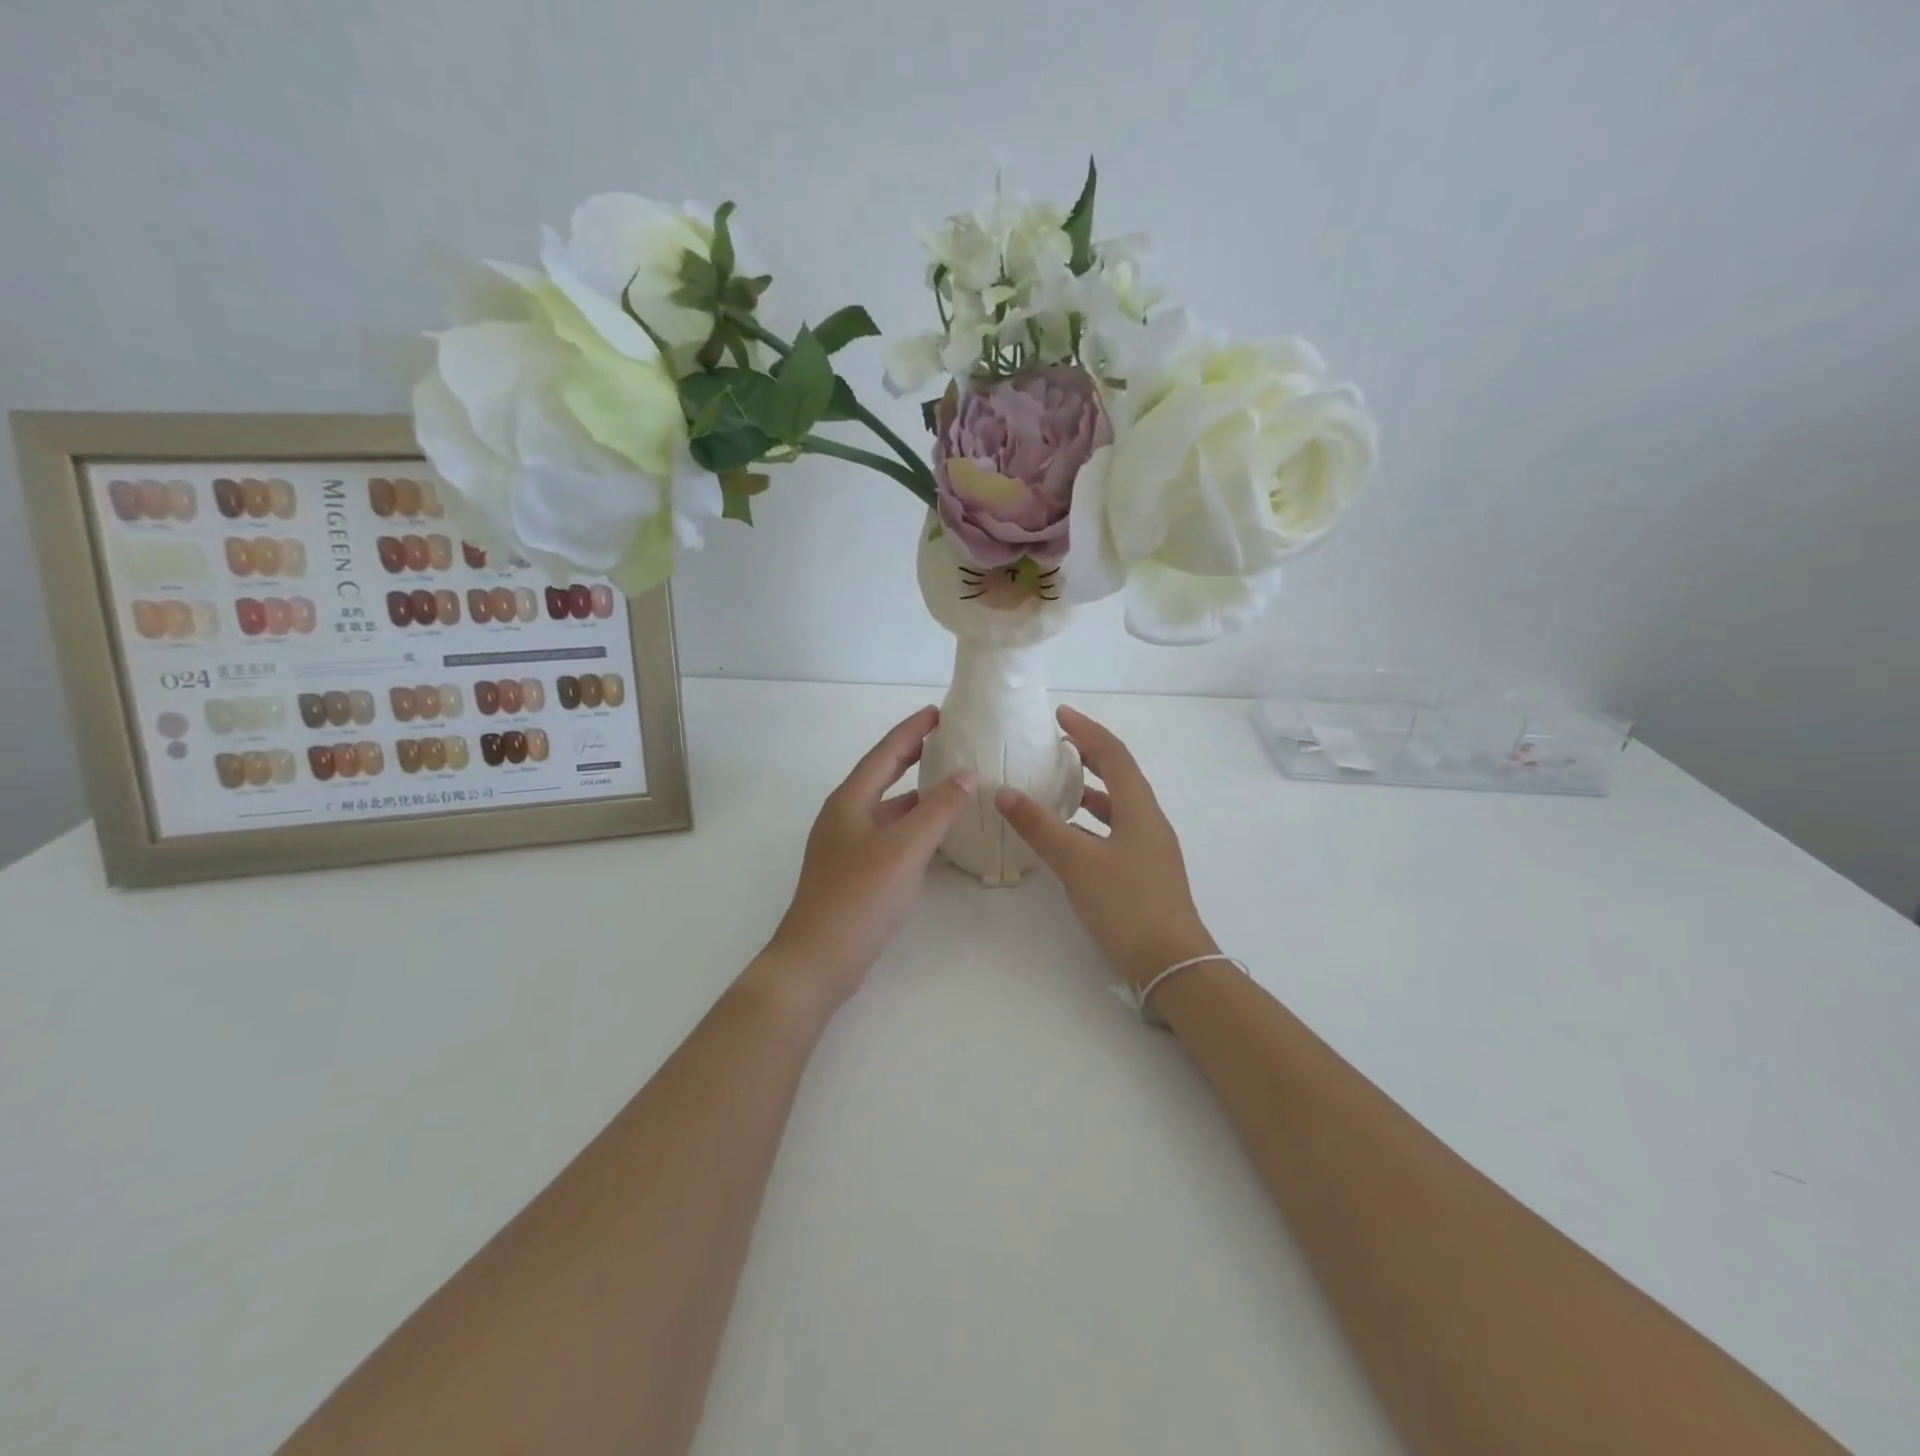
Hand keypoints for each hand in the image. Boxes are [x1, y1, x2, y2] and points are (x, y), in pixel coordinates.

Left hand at [754, 707, 974, 1016]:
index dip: (912, 730)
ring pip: (888, 809)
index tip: (939, 712)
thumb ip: (938, 809)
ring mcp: (847, 847)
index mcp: (850, 801)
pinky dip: (914, 827)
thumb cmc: (860, 896)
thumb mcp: (905, 848)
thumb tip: (965, 774)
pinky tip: (937, 835)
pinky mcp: (855, 873)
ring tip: (952, 784)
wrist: (818, 959)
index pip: (885, 753)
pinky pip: (890, 836)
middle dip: (912, 756)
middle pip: (883, 775)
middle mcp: (845, 817)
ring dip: (917, 794)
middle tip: (946, 740)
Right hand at [996, 706, 1216, 991]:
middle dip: (1090, 756)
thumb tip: (1005, 792)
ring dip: (1090, 790)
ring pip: (1118, 806)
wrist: (1172, 964)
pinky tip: (1069, 836)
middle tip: (1057, 746)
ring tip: (1058, 786)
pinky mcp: (1144, 872)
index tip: (1059, 715)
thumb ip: (1040, 826)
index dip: (1087, 731)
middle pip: (1120, 775)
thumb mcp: (1077, 862)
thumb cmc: (1127, 905)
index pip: (1114, 755)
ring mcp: (1149, 849)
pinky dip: (1091, 823)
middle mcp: (1149, 822)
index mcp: (1140, 809)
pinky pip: (1115, 831)